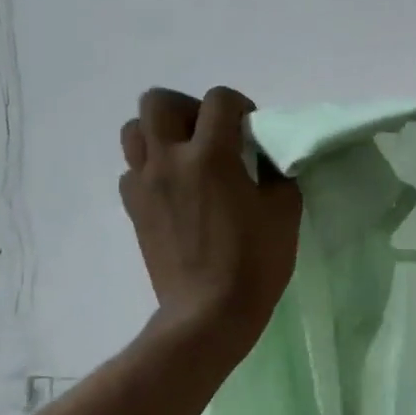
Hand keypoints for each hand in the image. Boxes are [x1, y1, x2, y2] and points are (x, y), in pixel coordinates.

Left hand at [120, 87, 300, 352]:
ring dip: (160, 133)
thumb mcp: (284, 211)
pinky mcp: (133, 209)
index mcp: (211, 156)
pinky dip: (150, 169)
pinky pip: (131, 170)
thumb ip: (277, 172)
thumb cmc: (253, 262)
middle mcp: (170, 160)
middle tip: (210, 134)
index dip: (239, 105)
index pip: (218, 100)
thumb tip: (266, 156)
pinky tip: (173, 190)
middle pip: (158, 102)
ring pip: (134, 131)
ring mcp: (145, 184)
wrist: (207, 314)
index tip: (251, 130)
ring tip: (185, 156)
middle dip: (188, 108)